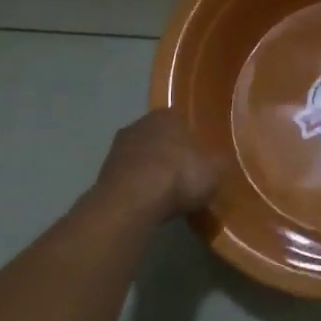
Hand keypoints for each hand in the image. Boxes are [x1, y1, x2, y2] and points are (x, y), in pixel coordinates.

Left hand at [95, 110, 223, 223]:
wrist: (131, 203)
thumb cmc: (178, 177)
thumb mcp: (213, 171)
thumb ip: (217, 163)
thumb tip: (218, 162)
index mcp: (167, 115)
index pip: (182, 123)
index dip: (191, 143)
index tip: (198, 162)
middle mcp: (139, 124)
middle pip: (159, 138)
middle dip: (168, 155)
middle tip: (182, 178)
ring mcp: (117, 148)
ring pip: (141, 158)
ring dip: (150, 172)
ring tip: (164, 196)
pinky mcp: (102, 173)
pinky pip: (128, 178)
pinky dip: (136, 188)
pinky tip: (146, 204)